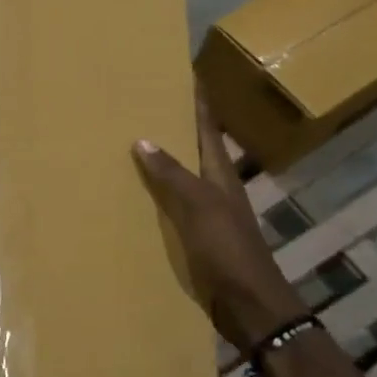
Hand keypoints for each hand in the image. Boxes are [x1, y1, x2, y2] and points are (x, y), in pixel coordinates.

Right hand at [133, 94, 307, 353]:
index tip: (182, 71)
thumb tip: (143, 139)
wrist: (249, 305)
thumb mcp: (200, 207)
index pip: (206, 126)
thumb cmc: (229, 251)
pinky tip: (131, 194)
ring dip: (159, 159)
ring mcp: (205, 213)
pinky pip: (169, 205)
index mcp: (219, 173)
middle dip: (171, 124)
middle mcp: (213, 187)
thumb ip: (172, 175)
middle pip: (191, 147)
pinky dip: (153, 193)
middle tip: (139, 102)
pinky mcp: (194, 236)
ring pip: (178, 176)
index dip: (196, 99)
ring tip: (127, 141)